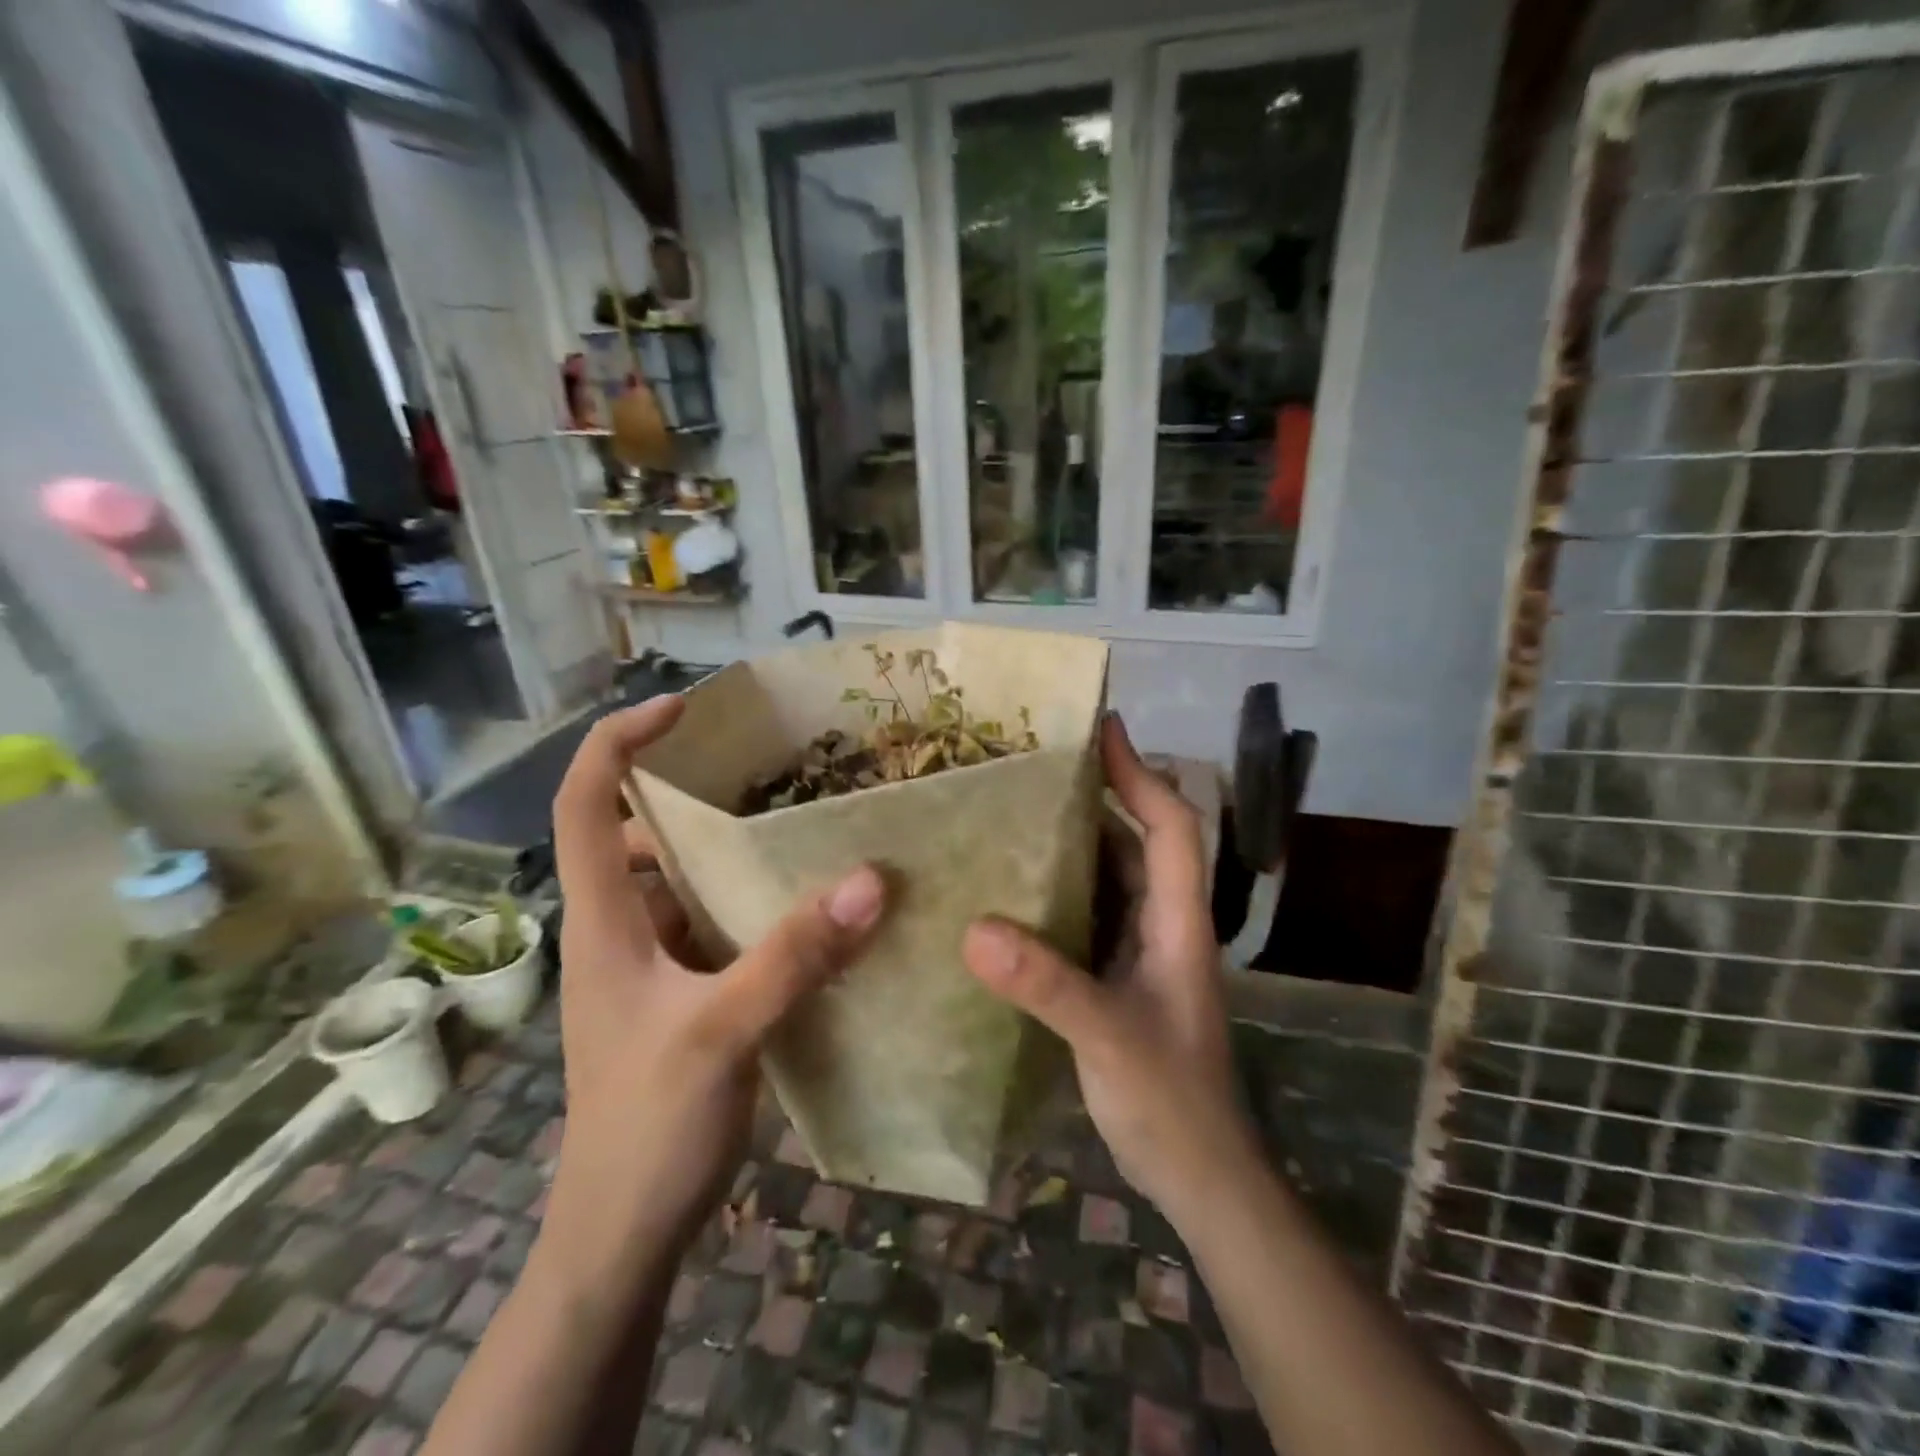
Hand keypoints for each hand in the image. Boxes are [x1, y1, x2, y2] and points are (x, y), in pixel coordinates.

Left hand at [541, 696, 887, 1289]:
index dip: (618, 742)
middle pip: (638, 834)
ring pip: (682, 881)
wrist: (622, 1234)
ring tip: (799, 824)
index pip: (582, 803)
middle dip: (693, 792)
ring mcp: (650, 966)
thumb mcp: (721, 1034)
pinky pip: (714, 924)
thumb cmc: (646, 1127)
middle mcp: (620, 930)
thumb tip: (870, 880)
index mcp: (602, 921)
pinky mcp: (682, 996)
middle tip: (769, 767)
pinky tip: (806, 906)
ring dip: (730, 850)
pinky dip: (752, 902)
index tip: (681, 709)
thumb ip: (793, 956)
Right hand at [961, 714, 1251, 1219]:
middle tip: (1036, 767)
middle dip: (1099, 795)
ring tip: (1014, 813)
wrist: (1199, 1176)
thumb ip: (1047, 984)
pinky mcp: (1118, 976)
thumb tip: (974, 928)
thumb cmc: (1170, 1102)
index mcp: (1177, 921)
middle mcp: (1162, 923)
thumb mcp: (1108, 1038)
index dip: (1140, 773)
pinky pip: (1088, 914)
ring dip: (1073, 842)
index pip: (1170, 826)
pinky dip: (1058, 891)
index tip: (1102, 729)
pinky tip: (1011, 890)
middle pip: (1138, 839)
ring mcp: (1142, 951)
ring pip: (1110, 876)